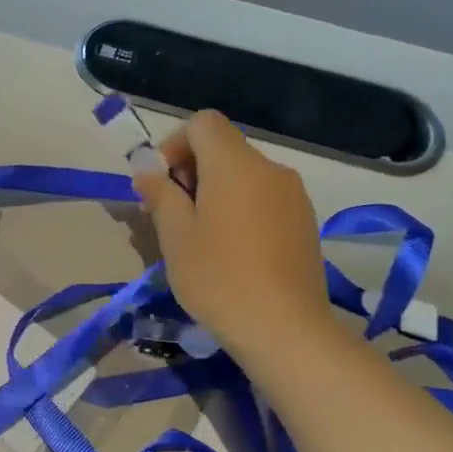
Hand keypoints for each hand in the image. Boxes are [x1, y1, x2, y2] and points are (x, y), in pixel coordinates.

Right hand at [132, 110, 336, 358]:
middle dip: (191, 171)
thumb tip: (148, 169)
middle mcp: (269, 169)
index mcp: (235, 164)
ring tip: (200, 238)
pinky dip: (241, 210)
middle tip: (171, 216)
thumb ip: (160, 193)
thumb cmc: (218, 278)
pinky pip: (264, 199)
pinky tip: (232, 252)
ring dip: (216, 193)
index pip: (203, 123)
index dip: (174, 144)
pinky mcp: (304, 222)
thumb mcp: (175, 236)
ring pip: (244, 176)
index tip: (162, 185)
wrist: (284, 328)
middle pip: (224, 148)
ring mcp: (293, 195)